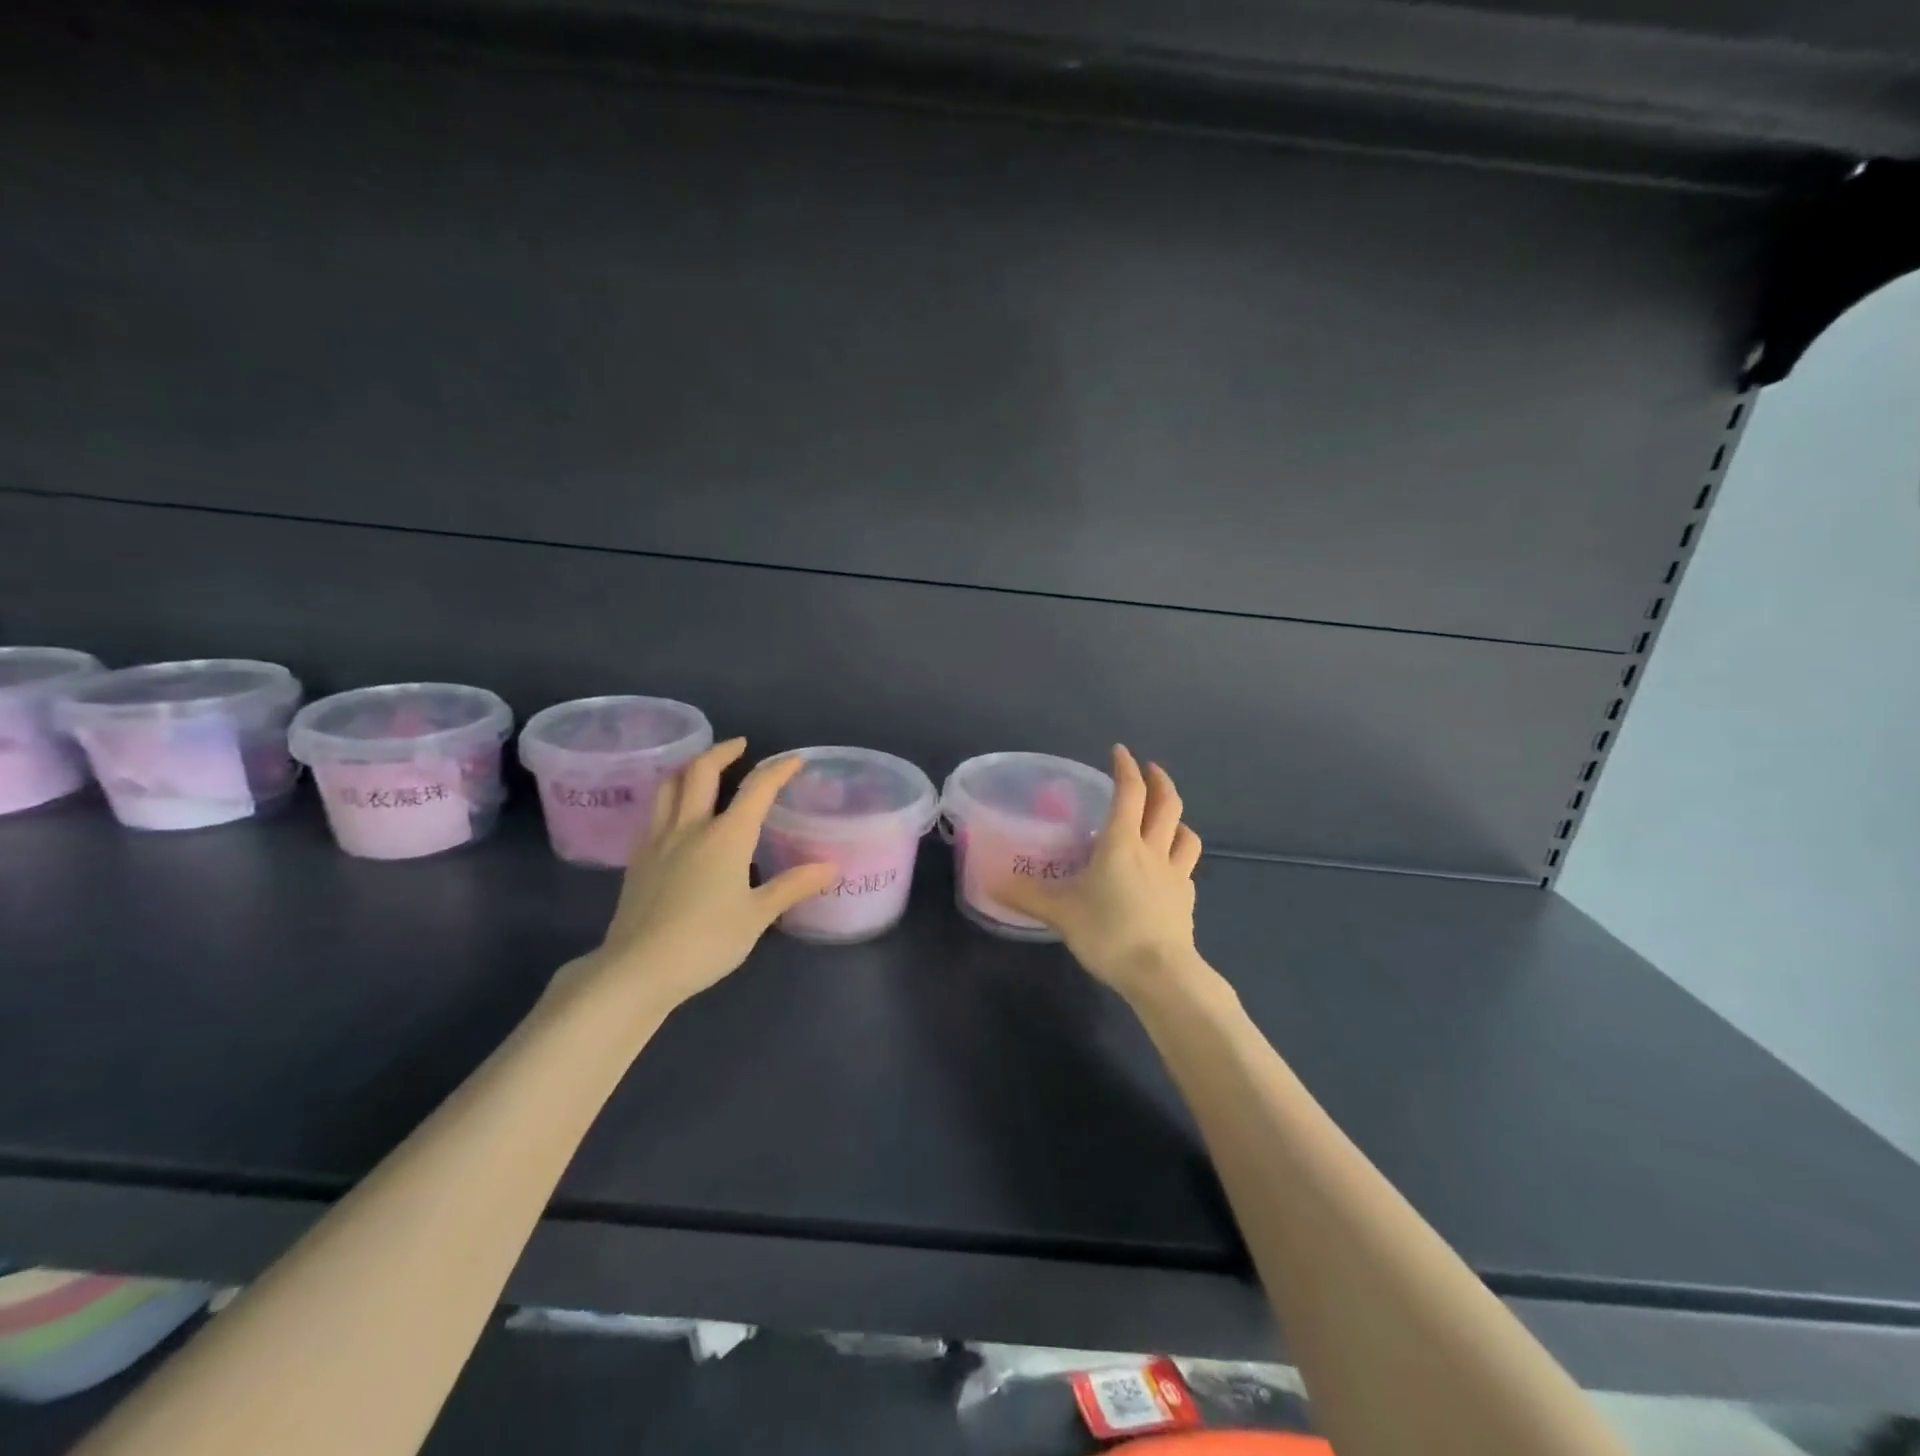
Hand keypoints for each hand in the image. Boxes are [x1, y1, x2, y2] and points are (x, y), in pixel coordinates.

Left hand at [564, 740, 835, 1018]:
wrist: (637, 969)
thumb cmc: (706, 941)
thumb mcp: (756, 916)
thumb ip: (792, 886)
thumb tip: (830, 867)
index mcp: (727, 836)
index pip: (757, 789)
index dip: (778, 770)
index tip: (794, 760)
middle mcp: (690, 826)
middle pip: (701, 771)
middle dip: (723, 751)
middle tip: (740, 746)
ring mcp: (658, 839)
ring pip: (669, 785)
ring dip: (689, 767)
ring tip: (703, 767)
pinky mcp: (638, 858)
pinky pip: (655, 811)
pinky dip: (671, 796)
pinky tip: (677, 813)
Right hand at [994, 745, 1204, 998]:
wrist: (1160, 973)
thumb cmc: (1108, 932)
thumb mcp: (1059, 912)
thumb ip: (1026, 894)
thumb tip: (989, 881)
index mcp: (1122, 843)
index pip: (1129, 793)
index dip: (1125, 768)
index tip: (1120, 751)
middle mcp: (1152, 850)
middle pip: (1167, 805)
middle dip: (1160, 782)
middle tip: (1150, 770)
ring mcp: (1175, 874)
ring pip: (1185, 834)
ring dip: (1177, 818)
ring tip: (1166, 817)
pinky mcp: (1186, 899)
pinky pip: (1186, 866)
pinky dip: (1179, 856)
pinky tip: (1168, 868)